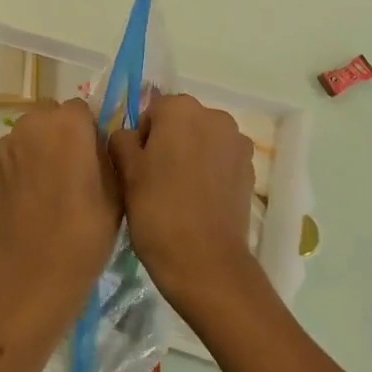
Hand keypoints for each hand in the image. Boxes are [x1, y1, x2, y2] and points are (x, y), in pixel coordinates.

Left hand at [0, 99, 119, 325]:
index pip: (82, 109)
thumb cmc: (84, 232)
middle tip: (75, 168)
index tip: (96, 157)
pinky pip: (15, 154)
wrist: (33, 273)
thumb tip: (98, 144)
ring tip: (52, 184)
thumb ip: (107, 155)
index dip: (90, 130)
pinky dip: (24, 165)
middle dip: (63, 132)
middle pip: (52, 114)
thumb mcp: (116, 192)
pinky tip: (33, 197)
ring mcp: (8, 145)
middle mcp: (34, 124)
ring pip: (30, 132)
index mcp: (68, 123)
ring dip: (41, 146)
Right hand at [109, 93, 264, 316]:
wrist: (206, 263)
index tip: (137, 170)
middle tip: (154, 183)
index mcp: (181, 108)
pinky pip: (220, 161)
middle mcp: (214, 115)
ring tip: (178, 194)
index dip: (140, 140)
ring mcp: (237, 142)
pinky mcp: (250, 170)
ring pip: (202, 141)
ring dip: (190, 157)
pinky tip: (199, 202)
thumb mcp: (126, 173)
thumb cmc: (158, 211)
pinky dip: (209, 173)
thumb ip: (121, 140)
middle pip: (180, 123)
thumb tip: (128, 136)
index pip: (151, 112)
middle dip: (167, 144)